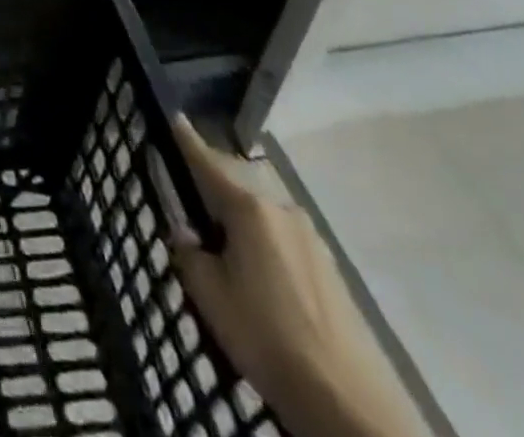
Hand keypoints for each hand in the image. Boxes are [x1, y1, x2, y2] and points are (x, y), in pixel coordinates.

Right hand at [168, 117, 422, 436]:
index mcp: (249, 208)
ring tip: (220, 246)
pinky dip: (261, 243)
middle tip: (188, 201)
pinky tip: (255, 274)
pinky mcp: (330, 269)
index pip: (207, 162)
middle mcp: (282, 211)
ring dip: (239, 220)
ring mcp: (311, 239)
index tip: (173, 118)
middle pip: (237, 185)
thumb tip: (188, 236)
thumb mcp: (208, 294)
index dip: (186, 140)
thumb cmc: (266, 337)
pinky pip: (282, 239)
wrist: (350, 405)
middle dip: (212, 187)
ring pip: (261, 214)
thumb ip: (189, 253)